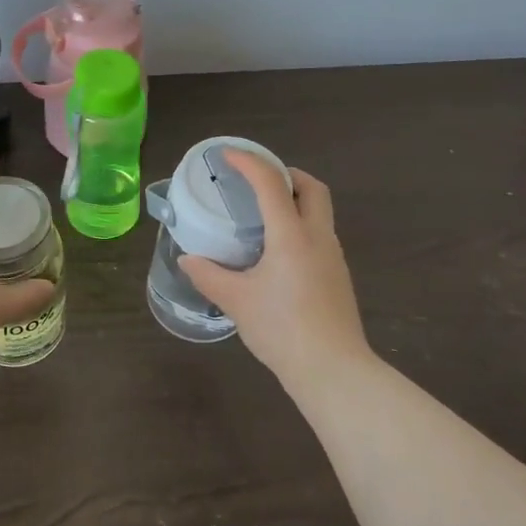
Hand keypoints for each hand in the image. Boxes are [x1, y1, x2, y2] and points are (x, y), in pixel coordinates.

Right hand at [179, 153, 373, 385]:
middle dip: (286, 174)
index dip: (248, 162)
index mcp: (291, 235)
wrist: (333, 369)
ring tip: (264, 215)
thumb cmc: (282, 329)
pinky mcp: (338, 276)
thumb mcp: (237, 301)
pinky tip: (279, 253)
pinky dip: (300, 226)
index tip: (227, 155)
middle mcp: (318, 237)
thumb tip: (187, 260)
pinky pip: (320, 235)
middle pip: (311, 187)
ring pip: (320, 211)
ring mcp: (333, 257)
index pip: (271, 182)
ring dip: (295, 200)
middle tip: (257, 180)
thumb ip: (209, 276)